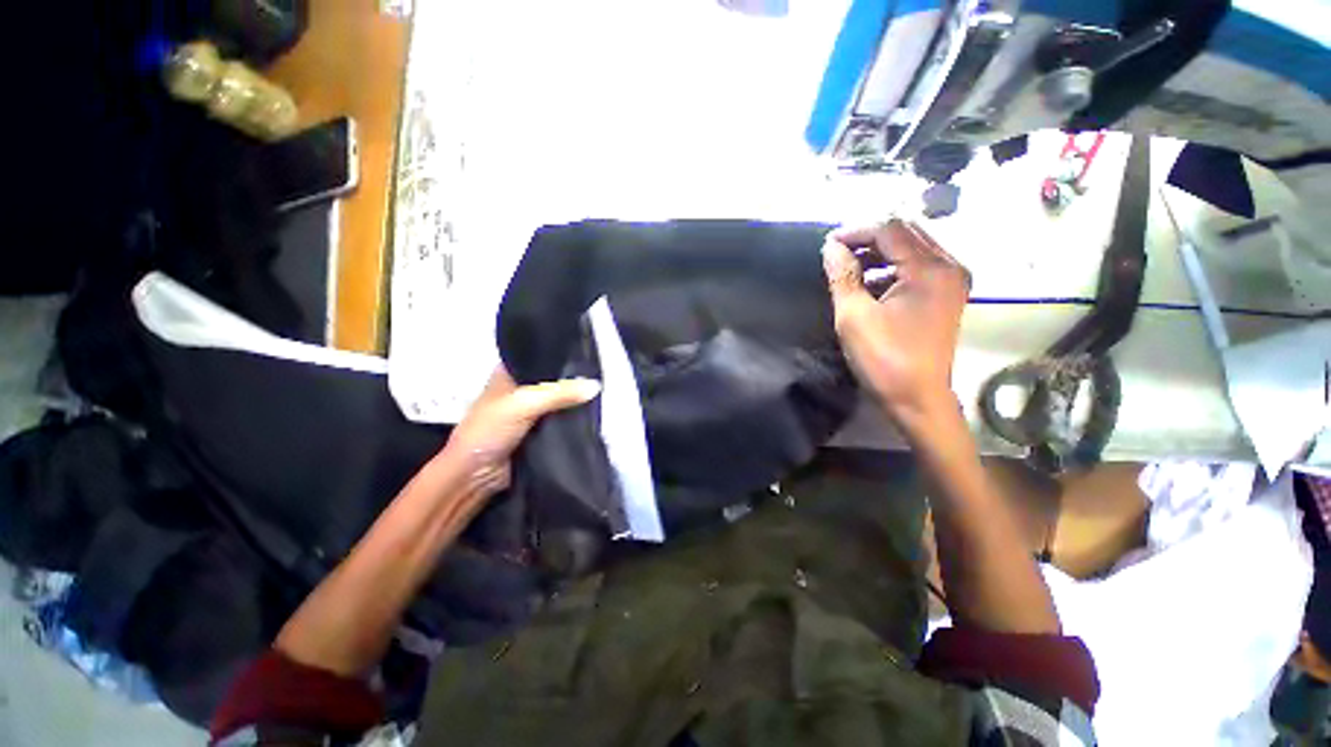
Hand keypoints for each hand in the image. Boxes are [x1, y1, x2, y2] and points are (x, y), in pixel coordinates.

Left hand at [436, 365, 601, 498]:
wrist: (474, 477)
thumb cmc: (489, 430)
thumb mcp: (524, 404)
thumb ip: (560, 393)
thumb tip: (596, 386)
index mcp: (510, 372)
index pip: (540, 355)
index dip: (562, 353)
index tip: (590, 351)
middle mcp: (521, 388)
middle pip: (554, 379)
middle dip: (575, 378)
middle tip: (603, 373)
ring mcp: (531, 411)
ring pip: (560, 400)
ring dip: (576, 399)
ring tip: (604, 390)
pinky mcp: (539, 431)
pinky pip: (562, 419)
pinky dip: (575, 418)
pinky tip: (594, 412)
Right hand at [822, 219, 969, 427]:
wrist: (918, 399)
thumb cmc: (884, 359)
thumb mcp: (854, 316)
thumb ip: (843, 276)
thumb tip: (831, 247)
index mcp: (930, 269)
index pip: (890, 230)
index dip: (856, 232)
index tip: (828, 245)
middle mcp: (949, 266)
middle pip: (906, 234)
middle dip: (869, 240)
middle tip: (838, 254)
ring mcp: (952, 281)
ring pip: (913, 249)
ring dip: (880, 254)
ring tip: (850, 269)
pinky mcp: (948, 296)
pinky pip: (919, 267)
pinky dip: (893, 268)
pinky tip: (871, 284)